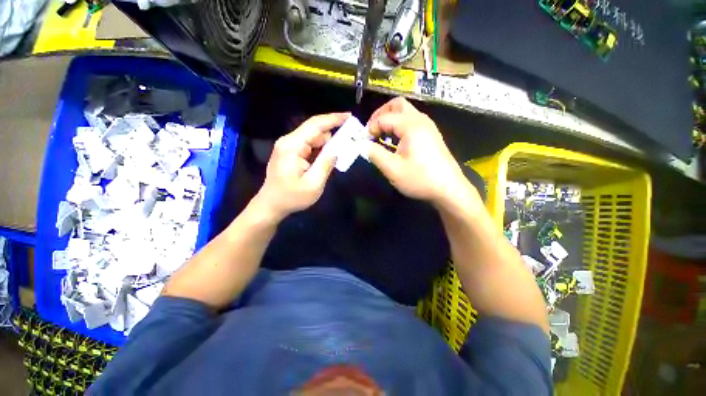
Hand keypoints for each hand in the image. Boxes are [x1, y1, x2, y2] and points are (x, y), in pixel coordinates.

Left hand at [252, 112, 348, 220]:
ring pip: (313, 138)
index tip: (349, 116)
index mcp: (292, 146)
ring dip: (328, 143)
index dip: (333, 119)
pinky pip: (309, 146)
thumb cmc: (291, 197)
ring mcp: (289, 146)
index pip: (315, 125)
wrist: (271, 205)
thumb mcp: (313, 184)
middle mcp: (289, 141)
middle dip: (333, 132)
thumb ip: (326, 164)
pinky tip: (329, 156)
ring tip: (343, 149)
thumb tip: (337, 149)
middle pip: (315, 130)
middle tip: (351, 138)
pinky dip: (321, 149)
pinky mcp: (290, 152)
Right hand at [366, 98, 475, 208]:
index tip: (364, 141)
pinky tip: (396, 141)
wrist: (448, 189)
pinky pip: (412, 121)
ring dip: (390, 119)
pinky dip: (399, 125)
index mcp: (411, 126)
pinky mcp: (431, 134)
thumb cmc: (419, 179)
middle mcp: (421, 120)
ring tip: (381, 135)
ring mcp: (428, 126)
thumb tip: (363, 145)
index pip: (384, 117)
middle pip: (397, 105)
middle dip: (381, 114)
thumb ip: (375, 154)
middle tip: (372, 130)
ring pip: (406, 112)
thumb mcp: (392, 169)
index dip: (371, 127)